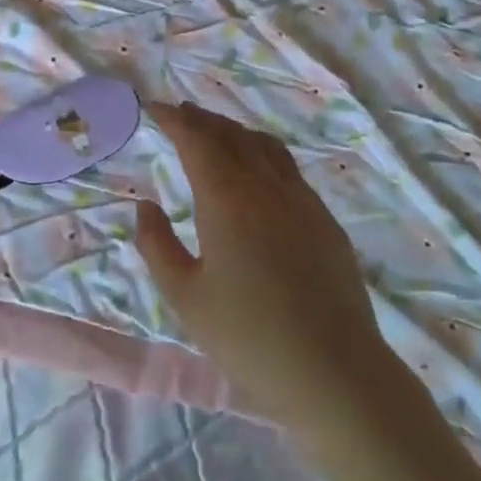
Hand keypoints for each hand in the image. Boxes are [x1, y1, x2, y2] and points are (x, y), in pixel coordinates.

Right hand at [133, 102, 395, 440]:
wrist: (334, 372)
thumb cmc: (247, 336)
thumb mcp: (184, 296)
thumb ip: (156, 244)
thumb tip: (146, 206)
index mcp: (227, 198)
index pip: (197, 140)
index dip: (175, 119)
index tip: (155, 108)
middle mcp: (266, 187)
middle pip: (232, 136)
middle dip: (203, 120)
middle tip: (181, 114)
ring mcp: (302, 201)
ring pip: (265, 147)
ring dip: (235, 132)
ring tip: (217, 134)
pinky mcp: (326, 221)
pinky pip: (289, 170)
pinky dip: (263, 154)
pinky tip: (259, 174)